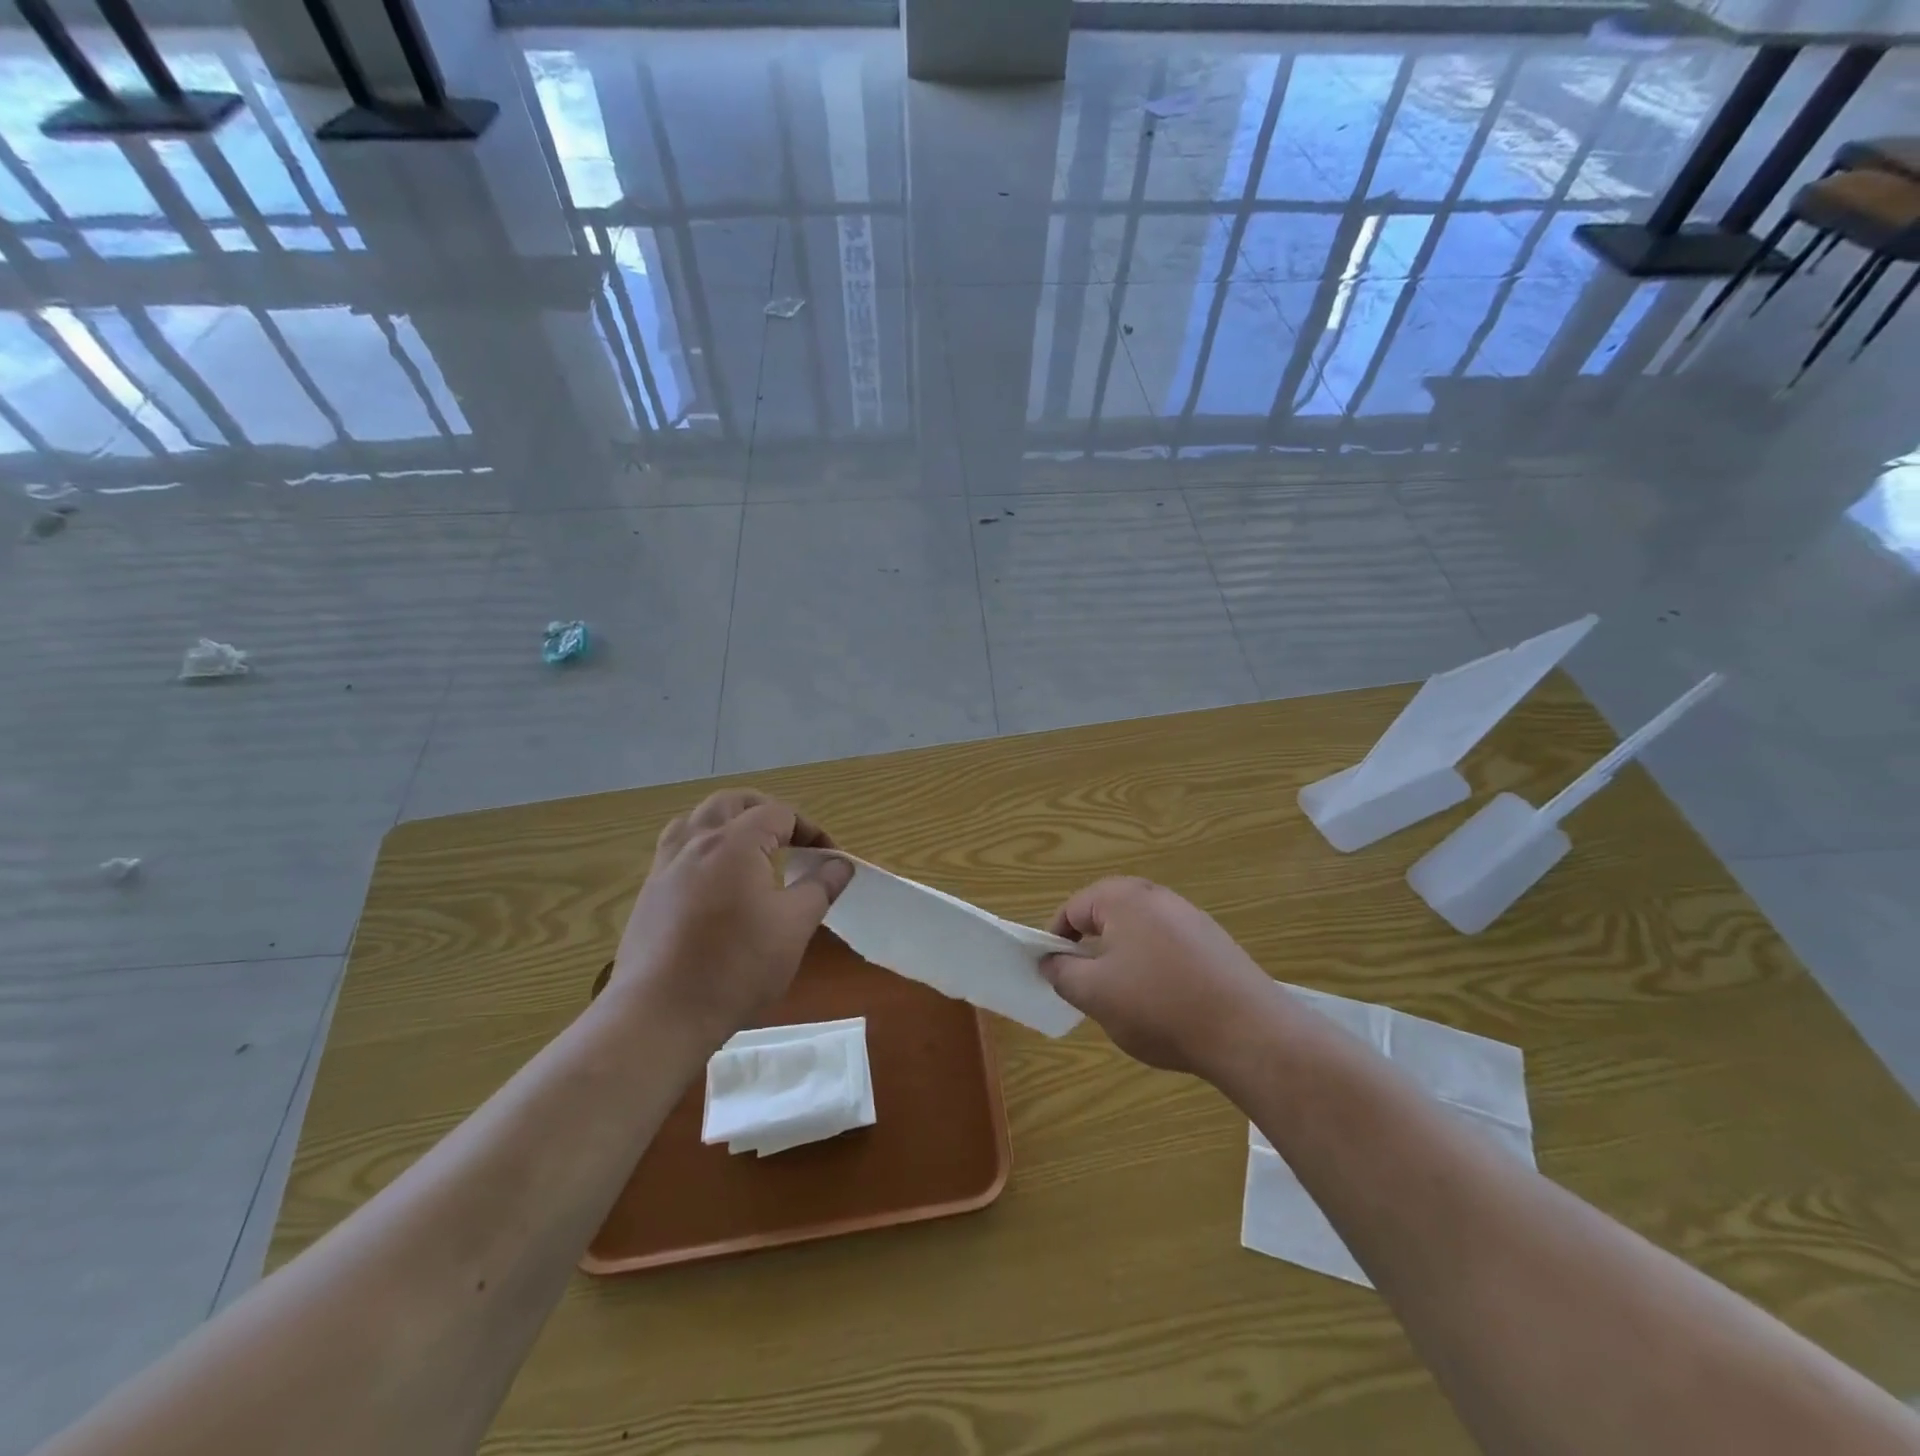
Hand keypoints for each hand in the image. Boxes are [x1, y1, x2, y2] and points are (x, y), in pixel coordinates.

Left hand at [610, 790, 852, 1042]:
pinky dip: (703, 845)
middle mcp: (696, 842)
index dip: (811, 830)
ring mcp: (666, 866)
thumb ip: (820, 887)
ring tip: (750, 847)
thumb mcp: (794, 927)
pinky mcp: (649, 892)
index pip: (779, 814)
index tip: (829, 858)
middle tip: (792, 839)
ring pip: (697, 819)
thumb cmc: (736, 967)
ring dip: (729, 821)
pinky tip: (715, 879)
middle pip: (733, 802)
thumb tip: (840, 864)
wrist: (660, 1014)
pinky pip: (678, 847)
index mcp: (735, 842)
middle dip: (767, 811)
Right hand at [1039, 877, 1276, 1075]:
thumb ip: (1062, 973)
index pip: (1072, 909)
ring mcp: (1190, 917)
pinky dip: (1155, 968)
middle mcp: (1157, 895)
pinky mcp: (1214, 942)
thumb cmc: (1159, 1006)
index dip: (1055, 941)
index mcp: (1122, 897)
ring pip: (1138, 933)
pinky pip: (1168, 947)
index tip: (1055, 974)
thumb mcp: (1094, 994)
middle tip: (1089, 988)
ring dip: (1123, 960)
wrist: (1248, 1032)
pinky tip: (1165, 1003)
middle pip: (1107, 916)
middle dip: (1092, 950)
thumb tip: (1050, 961)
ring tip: (1127, 1001)